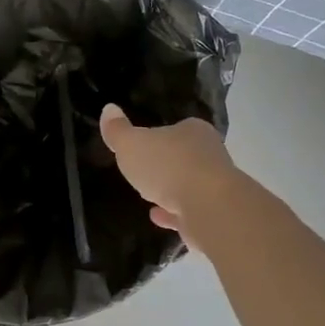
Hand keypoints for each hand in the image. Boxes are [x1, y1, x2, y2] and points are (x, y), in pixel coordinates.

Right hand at [98, 105, 237, 244]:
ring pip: (189, 185)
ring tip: (150, 196)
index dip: (159, 137)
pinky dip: (173, 213)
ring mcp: (215, 186)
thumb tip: (109, 108)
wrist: (209, 208)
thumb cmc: (169, 167)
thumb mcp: (132, 144)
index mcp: (194, 131)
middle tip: (146, 171)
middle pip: (184, 157)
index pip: (176, 129)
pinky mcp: (215, 214)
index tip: (144, 147)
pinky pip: (189, 211)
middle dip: (167, 164)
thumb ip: (118, 130)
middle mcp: (210, 155)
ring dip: (171, 190)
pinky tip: (157, 217)